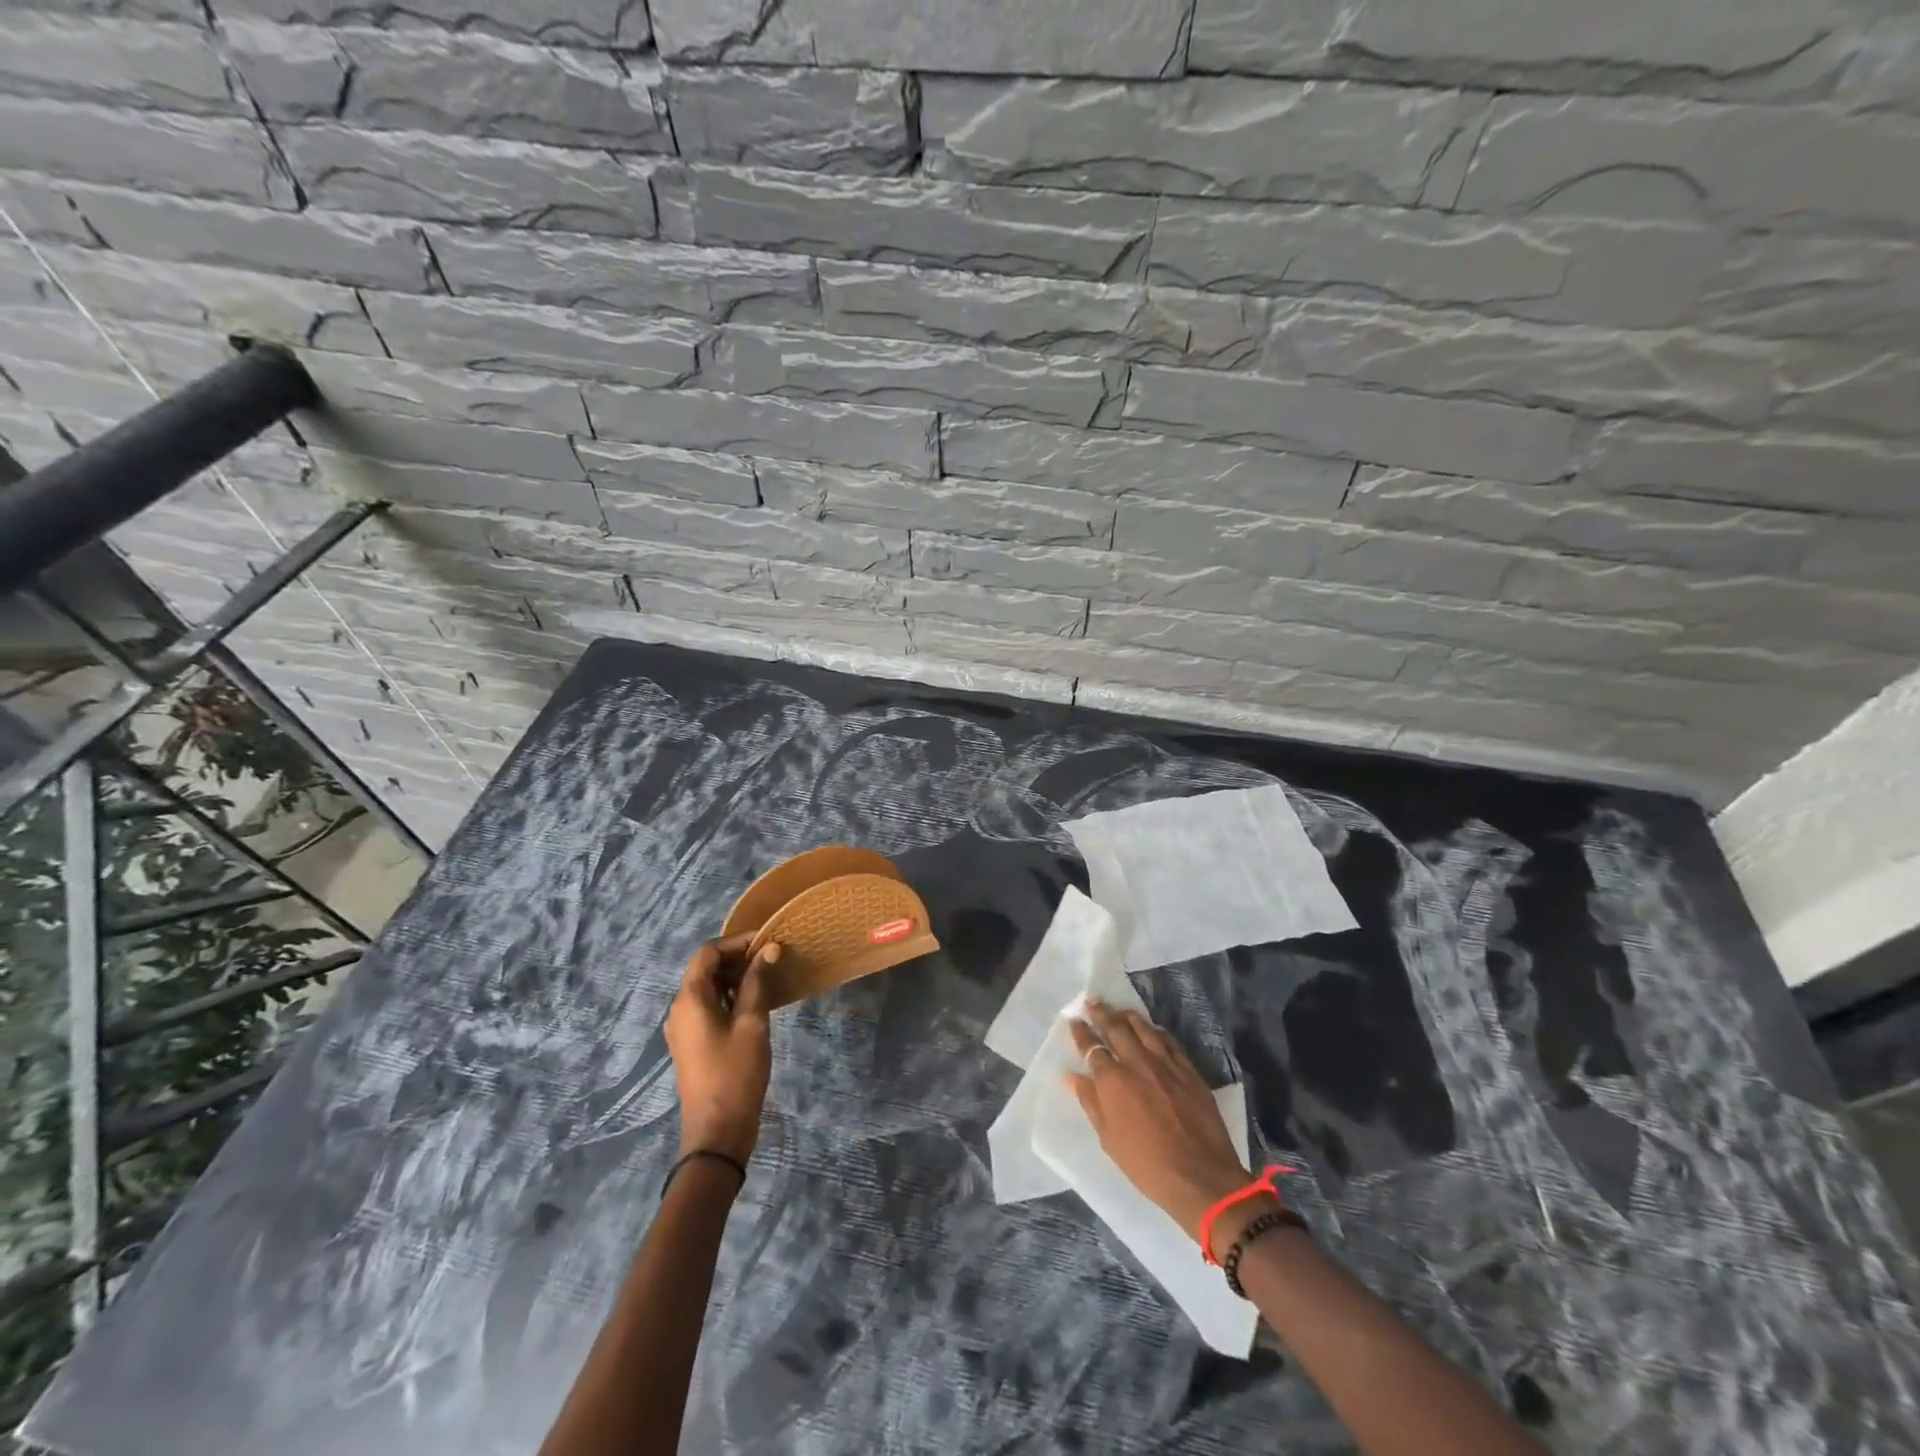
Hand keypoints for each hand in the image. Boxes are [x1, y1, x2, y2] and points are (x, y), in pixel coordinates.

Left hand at [665, 934, 779, 1164]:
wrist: (717, 1131)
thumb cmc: (735, 1072)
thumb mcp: (752, 1022)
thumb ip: (758, 982)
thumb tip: (769, 948)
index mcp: (689, 999)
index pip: (708, 953)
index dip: (737, 942)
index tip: (767, 942)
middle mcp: (679, 1008)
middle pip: (704, 969)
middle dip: (736, 958)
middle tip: (771, 958)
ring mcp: (682, 1028)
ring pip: (706, 988)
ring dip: (734, 978)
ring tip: (766, 977)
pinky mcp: (690, 1044)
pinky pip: (707, 1007)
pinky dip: (728, 997)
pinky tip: (754, 1003)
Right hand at [1066, 999, 1259, 1249]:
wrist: (1200, 1177)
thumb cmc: (1147, 1165)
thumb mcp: (1109, 1139)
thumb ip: (1091, 1102)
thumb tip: (1071, 1076)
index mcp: (1112, 1081)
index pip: (1092, 1047)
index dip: (1081, 1032)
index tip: (1074, 1020)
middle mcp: (1137, 1063)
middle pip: (1116, 1028)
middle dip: (1101, 1013)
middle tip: (1092, 1001)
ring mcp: (1165, 1063)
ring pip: (1143, 1028)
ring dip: (1128, 1016)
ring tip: (1119, 1009)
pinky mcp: (1188, 1070)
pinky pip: (1169, 1041)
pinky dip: (1156, 1031)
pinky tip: (1152, 1029)